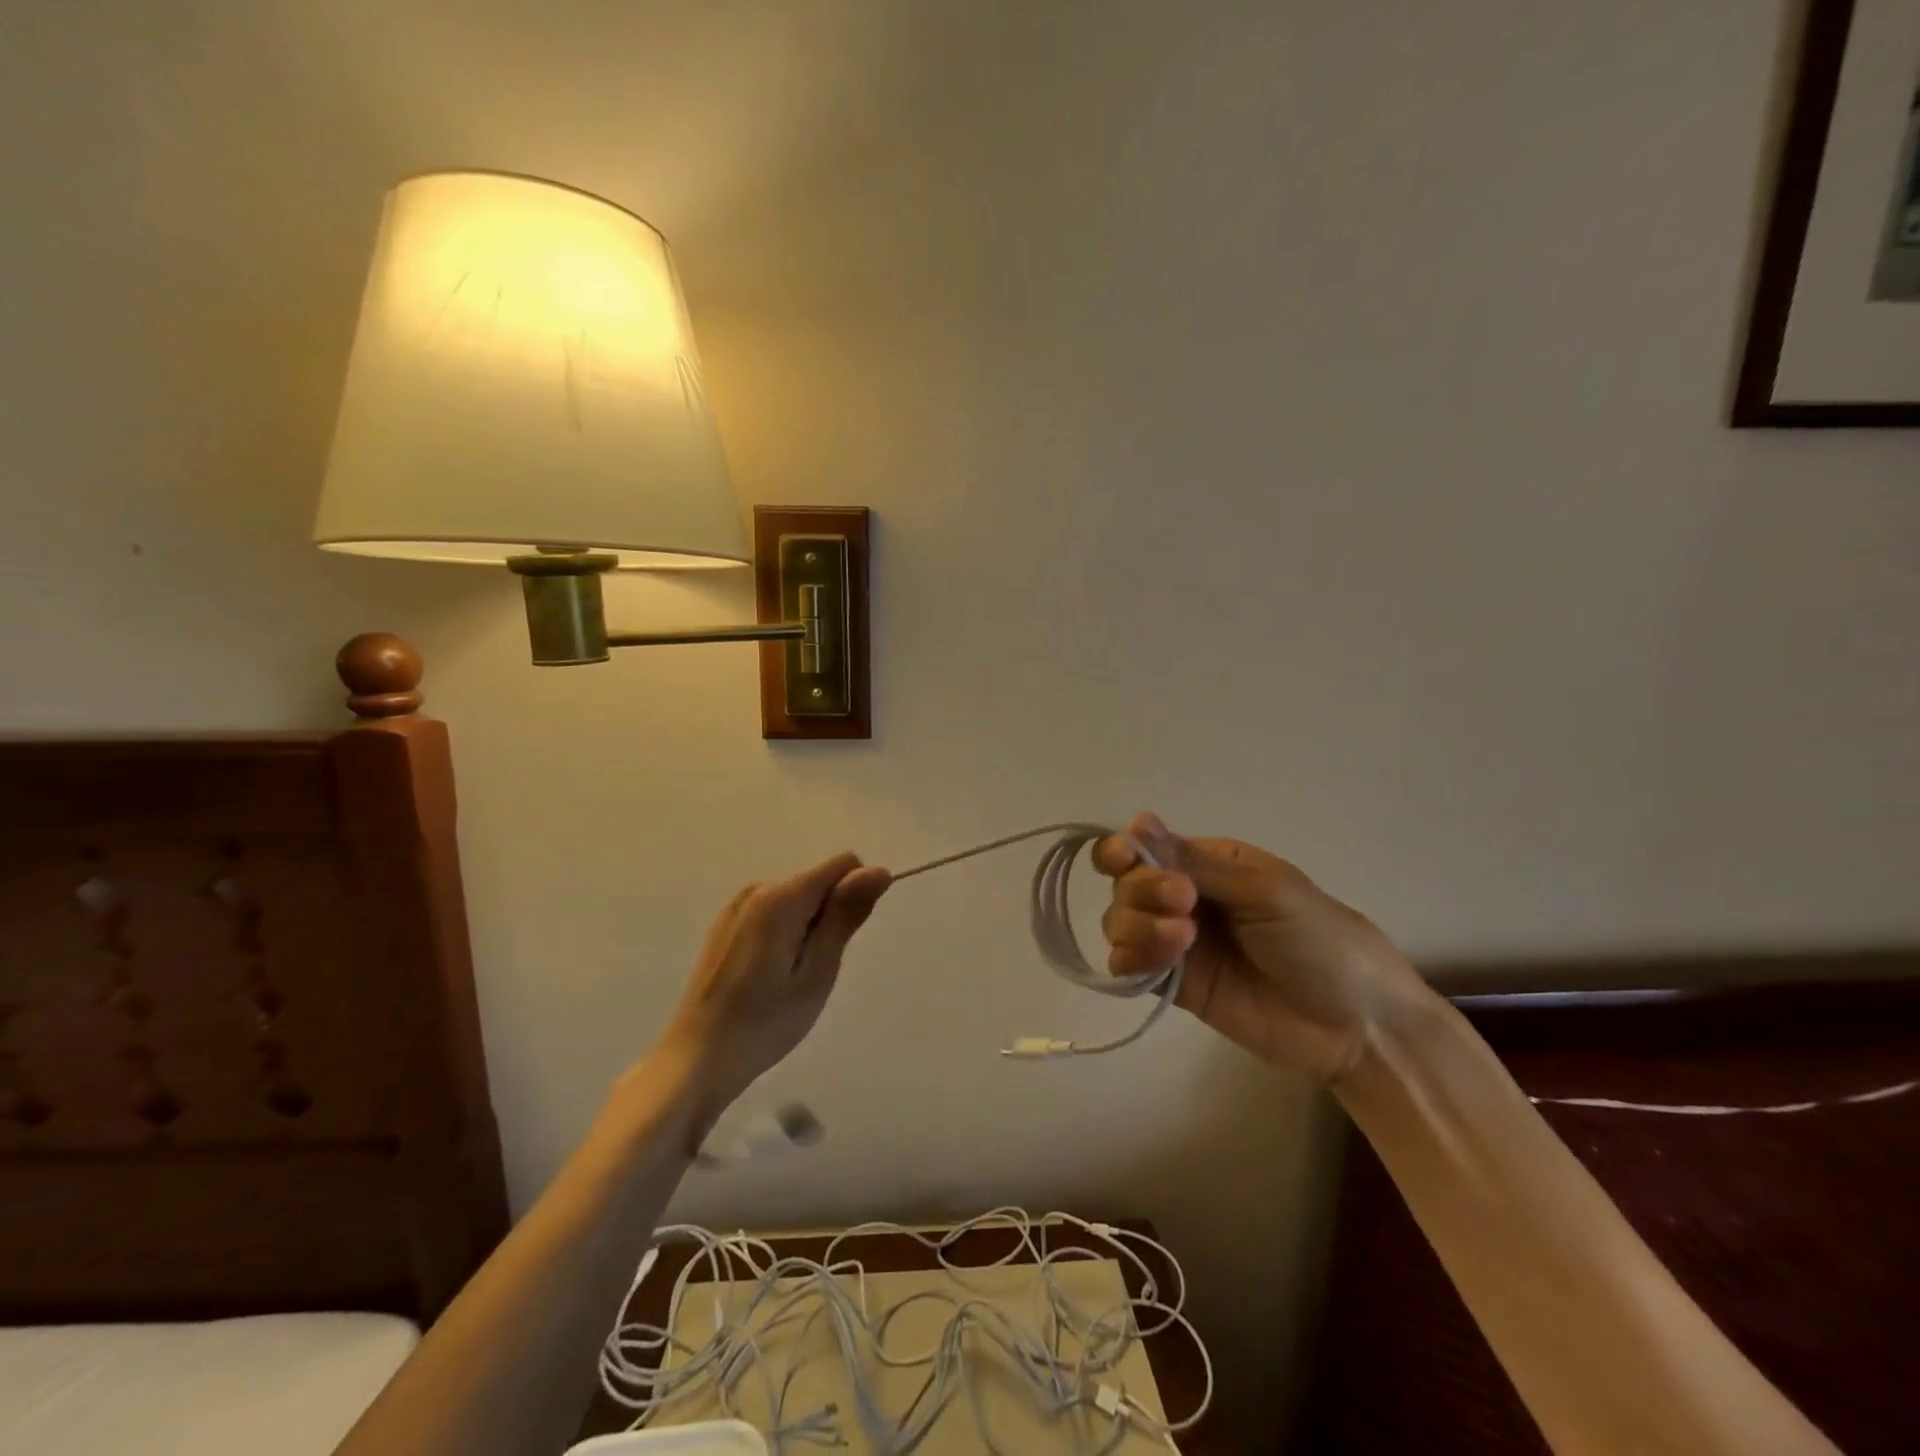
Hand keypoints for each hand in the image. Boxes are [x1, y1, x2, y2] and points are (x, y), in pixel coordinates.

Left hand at [663, 853, 890, 1113]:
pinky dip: (785, 933)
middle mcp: (758, 888)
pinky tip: (769, 975)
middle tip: (814, 970)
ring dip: (808, 927)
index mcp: (782, 896)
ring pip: (798, 897)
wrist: (698, 1059)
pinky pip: (774, 911)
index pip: (843, 864)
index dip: (855, 896)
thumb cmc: (766, 1021)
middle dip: (830, 916)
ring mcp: (737, 905)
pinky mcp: (726, 923)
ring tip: (791, 977)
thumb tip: (878, 870)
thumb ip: (845, 914)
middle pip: (818, 880)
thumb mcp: (817, 971)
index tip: (843, 941)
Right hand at [1094, 813, 1429, 1080]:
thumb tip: (1138, 822)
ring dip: (1138, 925)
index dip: (1125, 849)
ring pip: (1121, 922)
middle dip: (1143, 889)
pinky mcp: (1175, 984)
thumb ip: (1198, 863)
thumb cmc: (1322, 941)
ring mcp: (1177, 942)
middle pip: (1127, 883)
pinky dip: (1131, 959)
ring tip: (1180, 940)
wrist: (1357, 1026)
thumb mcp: (1266, 890)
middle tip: (1184, 904)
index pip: (1147, 846)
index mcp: (1210, 863)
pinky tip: (1159, 963)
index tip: (1124, 857)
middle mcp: (1184, 897)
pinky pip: (1129, 966)